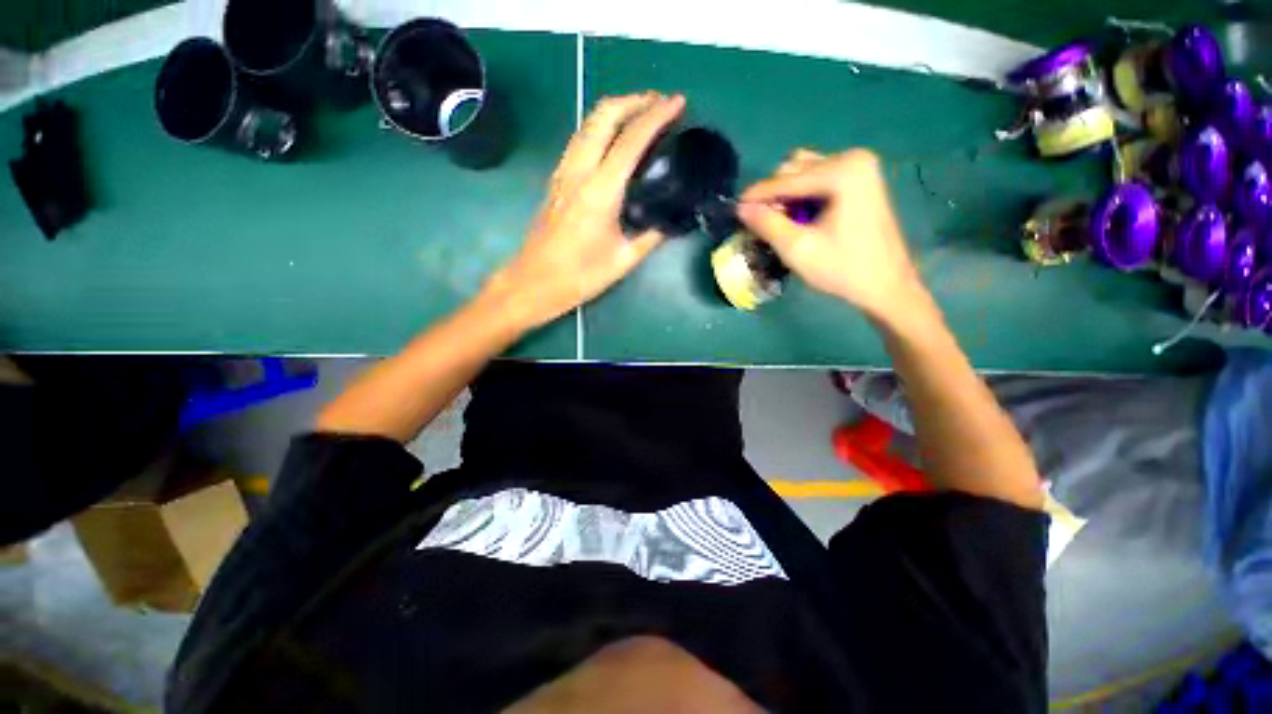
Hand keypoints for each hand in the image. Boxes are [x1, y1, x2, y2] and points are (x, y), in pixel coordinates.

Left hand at [483, 92, 685, 329]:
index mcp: (601, 191)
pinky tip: (613, 142)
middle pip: (604, 114)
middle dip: (634, 100)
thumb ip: (650, 237)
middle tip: (660, 103)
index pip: (632, 139)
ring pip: (588, 123)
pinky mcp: (556, 181)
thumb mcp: (623, 260)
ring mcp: (563, 173)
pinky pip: (580, 140)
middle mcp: (579, 171)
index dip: (657, 116)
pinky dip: (601, 128)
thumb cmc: (580, 276)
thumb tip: (668, 222)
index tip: (678, 103)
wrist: (534, 282)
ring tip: (640, 116)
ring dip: (616, 110)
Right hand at [737, 149, 928, 326]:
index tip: (734, 210)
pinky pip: (817, 180)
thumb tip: (740, 208)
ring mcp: (859, 168)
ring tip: (783, 224)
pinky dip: (802, 197)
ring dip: (787, 196)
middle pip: (794, 169)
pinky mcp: (859, 180)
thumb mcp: (798, 249)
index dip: (757, 196)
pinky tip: (800, 220)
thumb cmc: (843, 269)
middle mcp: (852, 159)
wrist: (886, 285)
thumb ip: (767, 224)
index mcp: (843, 171)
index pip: (786, 180)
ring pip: (804, 173)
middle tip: (764, 225)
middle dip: (775, 196)